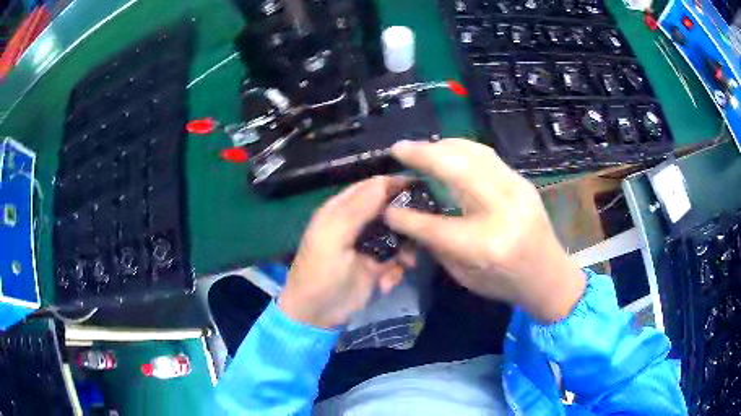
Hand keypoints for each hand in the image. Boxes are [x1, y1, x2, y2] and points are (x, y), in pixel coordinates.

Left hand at [278, 176, 413, 328]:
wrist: (317, 315)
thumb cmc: (320, 273)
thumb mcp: (334, 237)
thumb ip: (358, 209)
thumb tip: (384, 181)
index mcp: (342, 210)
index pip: (373, 186)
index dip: (395, 185)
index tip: (423, 188)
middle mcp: (357, 223)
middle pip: (390, 210)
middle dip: (405, 222)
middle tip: (419, 233)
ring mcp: (369, 245)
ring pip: (399, 236)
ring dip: (404, 250)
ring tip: (405, 263)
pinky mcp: (377, 266)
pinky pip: (397, 260)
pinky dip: (396, 271)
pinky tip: (385, 283)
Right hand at [385, 139, 584, 322]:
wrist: (548, 275)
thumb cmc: (505, 283)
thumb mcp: (464, 275)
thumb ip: (436, 244)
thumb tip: (409, 217)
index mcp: (484, 247)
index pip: (434, 225)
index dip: (405, 215)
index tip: (385, 206)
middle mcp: (502, 212)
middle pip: (457, 170)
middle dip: (422, 154)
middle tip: (399, 148)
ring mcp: (517, 191)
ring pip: (474, 153)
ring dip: (442, 146)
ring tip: (420, 148)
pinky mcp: (523, 181)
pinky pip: (487, 156)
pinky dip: (462, 149)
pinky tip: (448, 152)